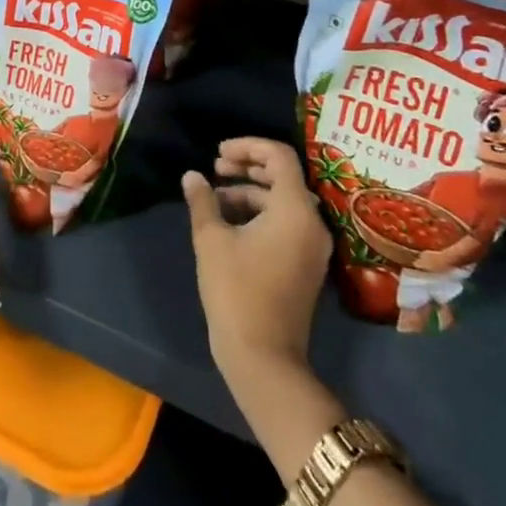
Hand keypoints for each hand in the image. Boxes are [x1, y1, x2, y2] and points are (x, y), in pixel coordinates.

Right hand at [182, 138, 330, 386]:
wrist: (264, 359)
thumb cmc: (237, 292)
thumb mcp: (211, 240)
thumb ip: (202, 201)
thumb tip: (192, 176)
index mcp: (295, 210)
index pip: (279, 156)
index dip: (248, 146)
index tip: (218, 153)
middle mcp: (312, 222)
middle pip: (283, 176)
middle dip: (247, 166)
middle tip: (215, 168)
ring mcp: (312, 246)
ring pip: (282, 200)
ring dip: (249, 191)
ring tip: (214, 198)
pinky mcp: (306, 264)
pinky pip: (286, 222)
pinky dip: (259, 213)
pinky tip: (228, 222)